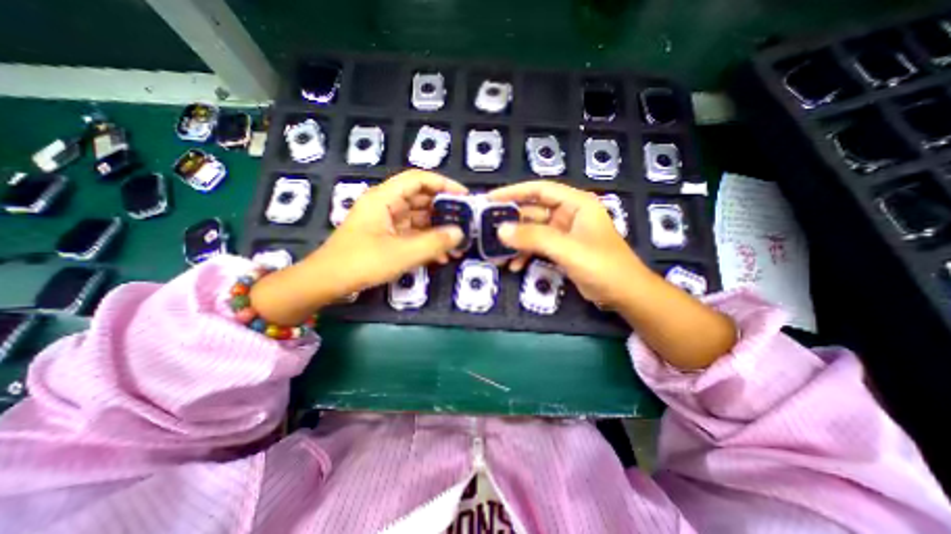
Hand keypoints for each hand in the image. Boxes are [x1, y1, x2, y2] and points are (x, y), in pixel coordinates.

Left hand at [308, 169, 466, 291]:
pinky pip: (412, 234)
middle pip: (421, 199)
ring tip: (458, 245)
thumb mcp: (403, 253)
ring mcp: (386, 222)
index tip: (464, 196)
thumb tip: (460, 233)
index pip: (418, 179)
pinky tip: (442, 257)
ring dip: (437, 231)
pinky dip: (427, 242)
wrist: (327, 283)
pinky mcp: (386, 237)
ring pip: (418, 219)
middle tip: (465, 223)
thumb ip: (434, 242)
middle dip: (444, 211)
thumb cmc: (362, 262)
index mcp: (384, 198)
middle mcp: (386, 205)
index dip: (443, 184)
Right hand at [486, 180, 649, 306]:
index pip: (539, 190)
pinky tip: (514, 266)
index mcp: (575, 203)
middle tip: (486, 229)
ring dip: (516, 242)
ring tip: (497, 252)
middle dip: (511, 222)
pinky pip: (538, 246)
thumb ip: (534, 238)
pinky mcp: (561, 249)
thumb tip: (500, 230)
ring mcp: (564, 232)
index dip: (513, 192)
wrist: (624, 294)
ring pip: (533, 231)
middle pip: (533, 211)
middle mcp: (568, 214)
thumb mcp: (567, 249)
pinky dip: (525, 254)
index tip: (490, 199)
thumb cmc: (602, 266)